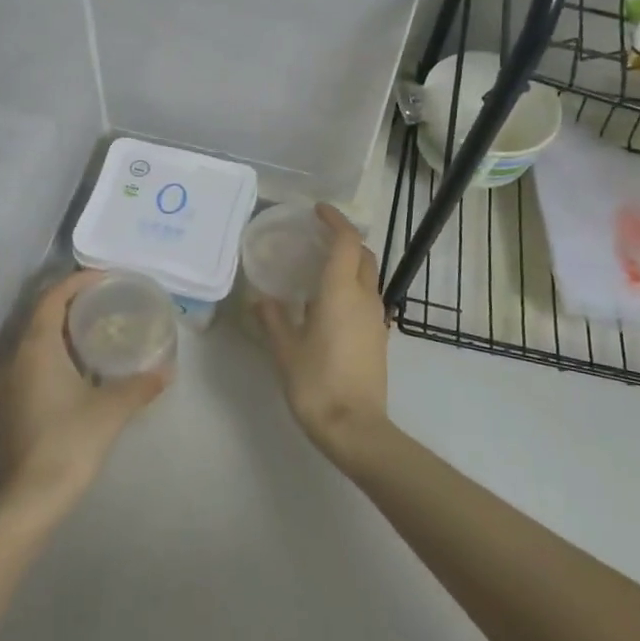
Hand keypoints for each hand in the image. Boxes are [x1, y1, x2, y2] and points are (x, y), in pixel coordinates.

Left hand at [0, 271, 169, 517]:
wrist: (31, 496)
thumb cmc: (70, 441)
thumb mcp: (112, 409)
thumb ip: (140, 385)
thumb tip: (167, 370)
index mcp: (36, 347)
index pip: (53, 297)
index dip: (77, 281)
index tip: (106, 278)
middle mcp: (16, 356)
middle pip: (42, 314)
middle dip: (71, 302)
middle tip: (106, 300)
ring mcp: (9, 381)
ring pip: (35, 339)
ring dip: (62, 327)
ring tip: (96, 327)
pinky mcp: (10, 402)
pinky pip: (32, 360)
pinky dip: (55, 351)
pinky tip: (80, 365)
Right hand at [258, 205, 392, 469]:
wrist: (356, 429)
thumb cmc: (317, 383)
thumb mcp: (285, 350)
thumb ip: (273, 318)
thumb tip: (261, 298)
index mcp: (341, 292)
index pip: (346, 242)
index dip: (335, 221)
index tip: (317, 211)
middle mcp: (365, 298)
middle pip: (363, 255)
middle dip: (344, 239)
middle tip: (316, 238)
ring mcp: (376, 319)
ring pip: (368, 277)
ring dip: (349, 264)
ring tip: (317, 269)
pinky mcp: (378, 337)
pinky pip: (367, 298)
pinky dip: (352, 287)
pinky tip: (327, 303)